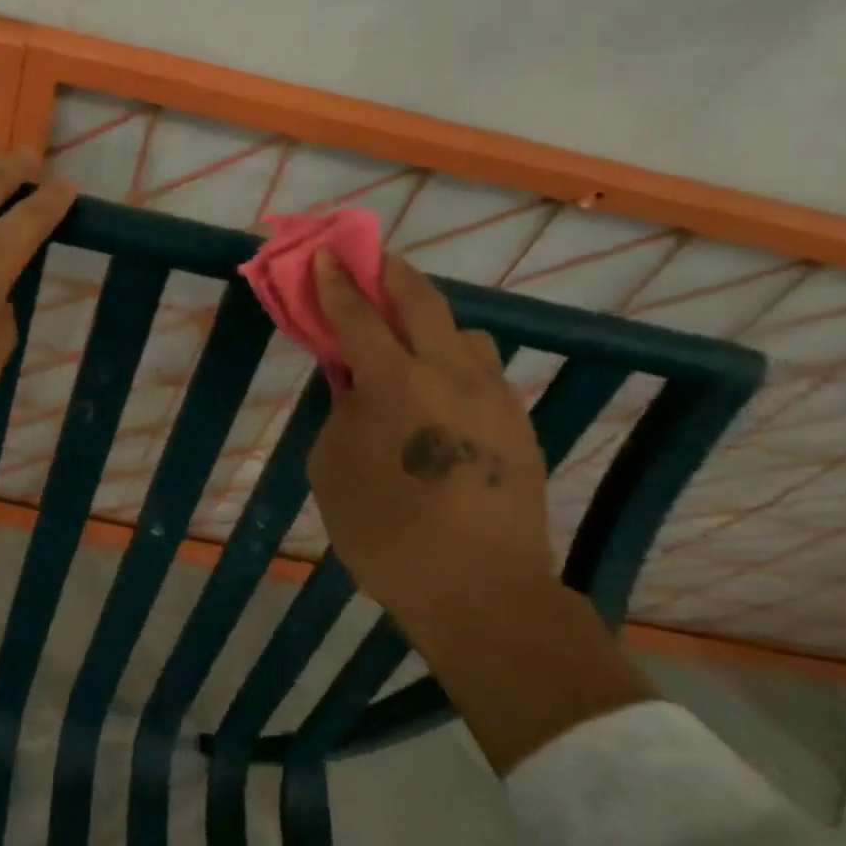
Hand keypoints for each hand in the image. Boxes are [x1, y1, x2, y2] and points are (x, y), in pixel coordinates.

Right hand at [308, 248, 552, 615]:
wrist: (479, 590)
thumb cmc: (385, 532)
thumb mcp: (332, 470)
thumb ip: (340, 413)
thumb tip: (355, 385)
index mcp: (395, 384)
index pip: (358, 316)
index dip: (337, 283)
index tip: (326, 255)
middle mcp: (450, 375)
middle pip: (424, 302)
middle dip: (394, 275)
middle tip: (375, 262)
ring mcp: (493, 397)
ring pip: (465, 334)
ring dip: (433, 325)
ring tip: (411, 344)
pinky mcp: (519, 424)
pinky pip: (485, 373)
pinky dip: (457, 364)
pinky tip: (443, 396)